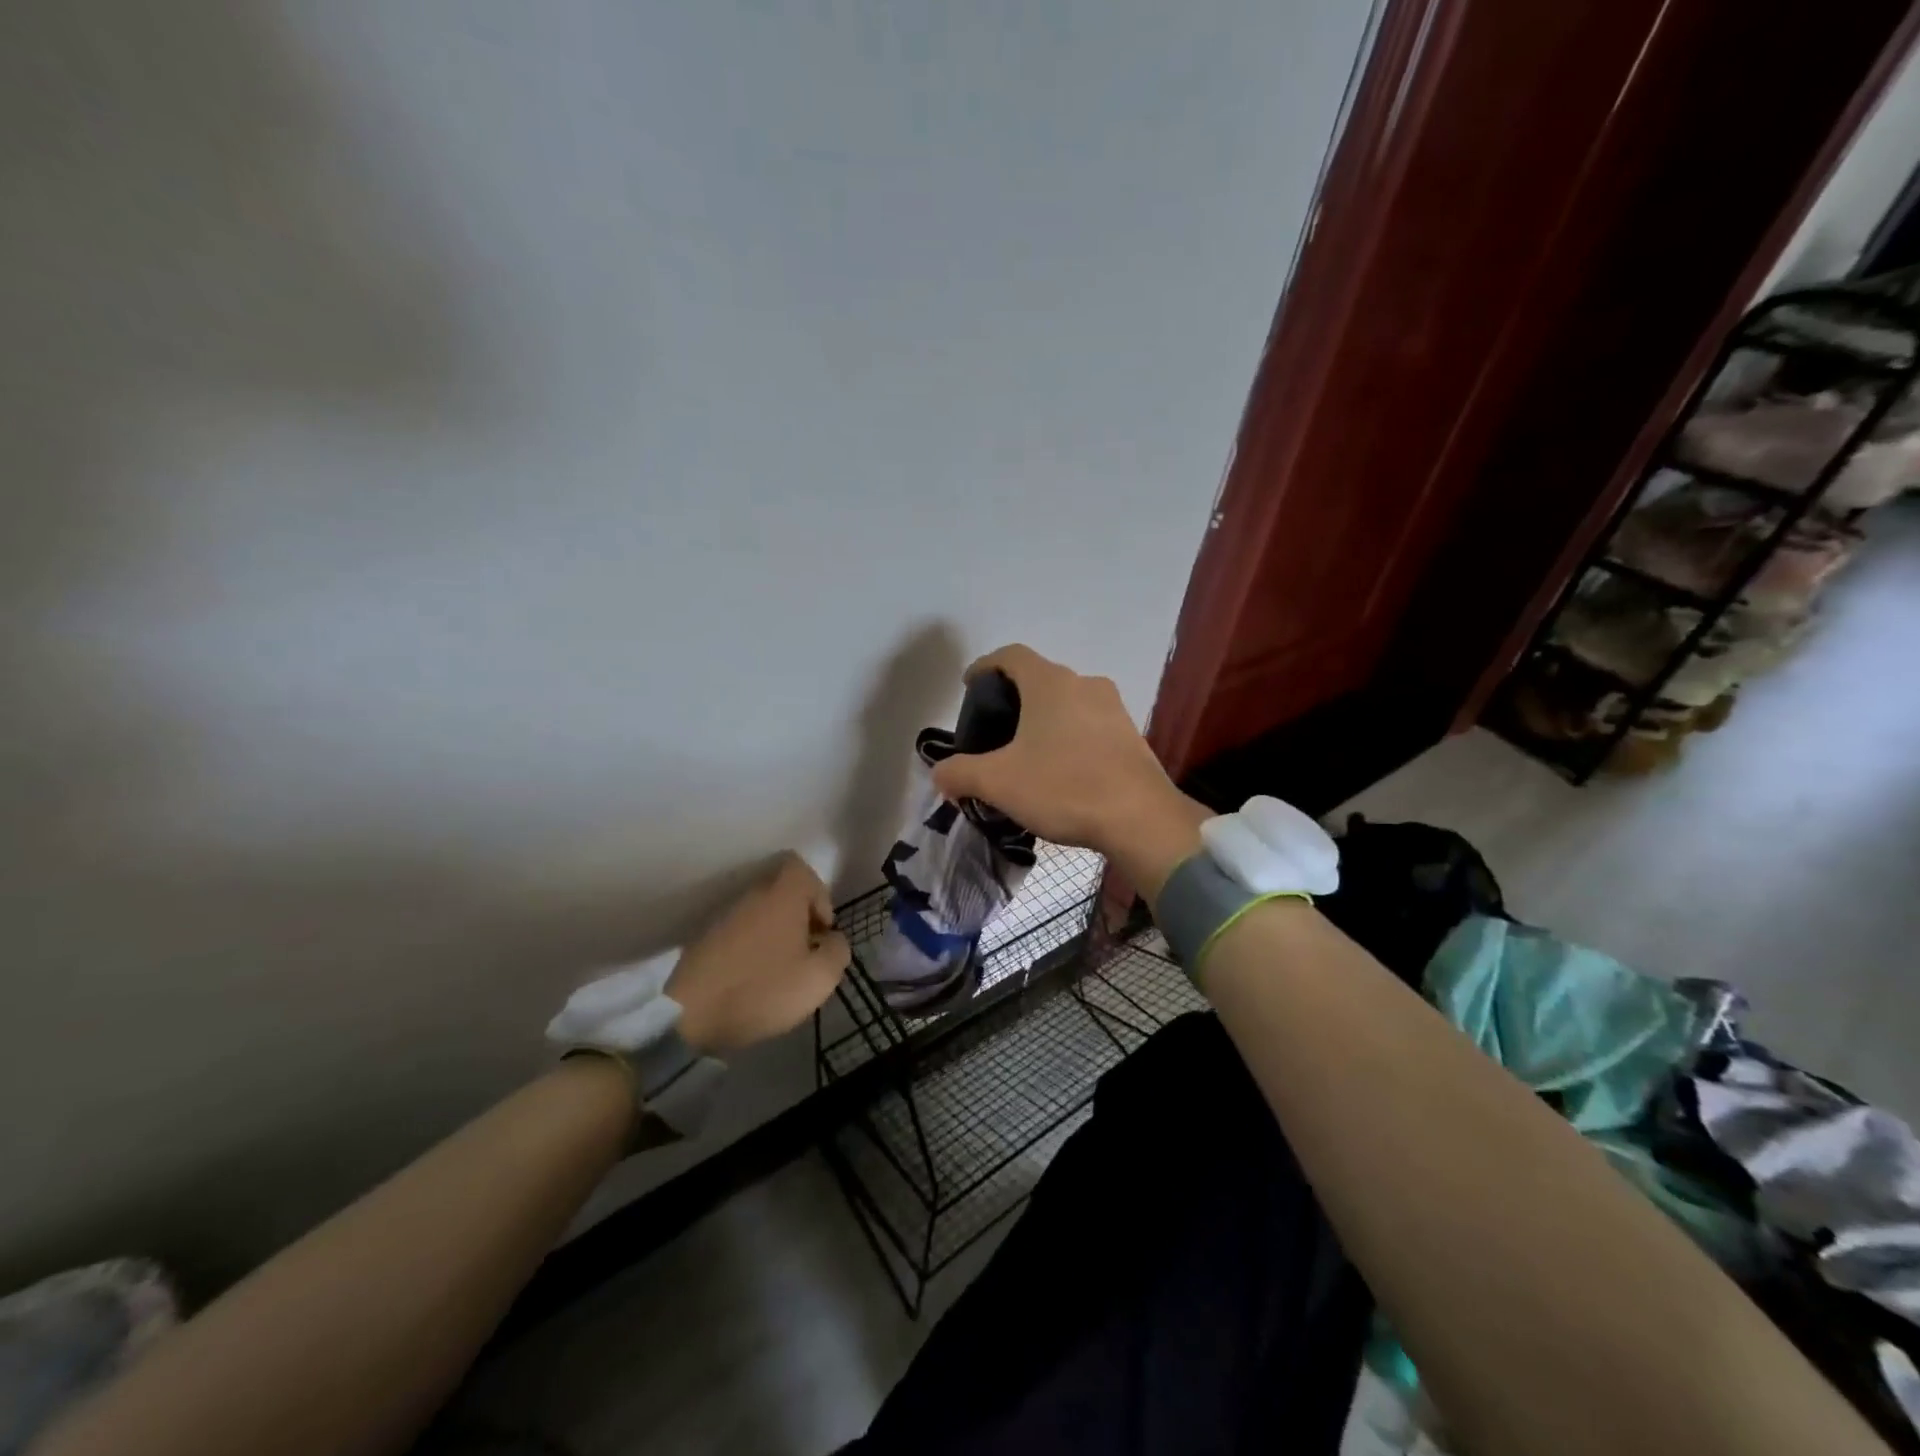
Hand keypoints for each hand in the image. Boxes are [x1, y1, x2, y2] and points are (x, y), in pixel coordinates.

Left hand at [667, 854, 850, 1054]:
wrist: (690, 1014)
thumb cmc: (763, 988)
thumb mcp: (819, 978)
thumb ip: (837, 951)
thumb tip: (832, 940)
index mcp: (781, 895)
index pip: (802, 869)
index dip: (819, 895)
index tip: (821, 930)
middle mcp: (751, 895)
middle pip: (782, 892)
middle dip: (798, 918)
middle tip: (805, 953)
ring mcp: (723, 916)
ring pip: (760, 913)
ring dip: (775, 935)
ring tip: (780, 970)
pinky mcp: (704, 940)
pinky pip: (739, 933)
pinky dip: (751, 949)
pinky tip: (753, 979)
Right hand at [929, 645, 1207, 897]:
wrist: (1141, 819)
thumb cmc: (1064, 787)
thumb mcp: (998, 783)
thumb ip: (960, 773)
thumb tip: (940, 774)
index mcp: (1050, 683)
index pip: (1011, 655)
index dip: (985, 665)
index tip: (970, 686)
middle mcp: (1084, 684)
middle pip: (1040, 679)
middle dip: (1014, 699)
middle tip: (995, 729)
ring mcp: (1114, 708)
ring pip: (1068, 703)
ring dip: (1045, 719)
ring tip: (1028, 753)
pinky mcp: (1131, 735)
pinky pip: (1090, 725)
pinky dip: (1070, 737)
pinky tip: (1062, 770)